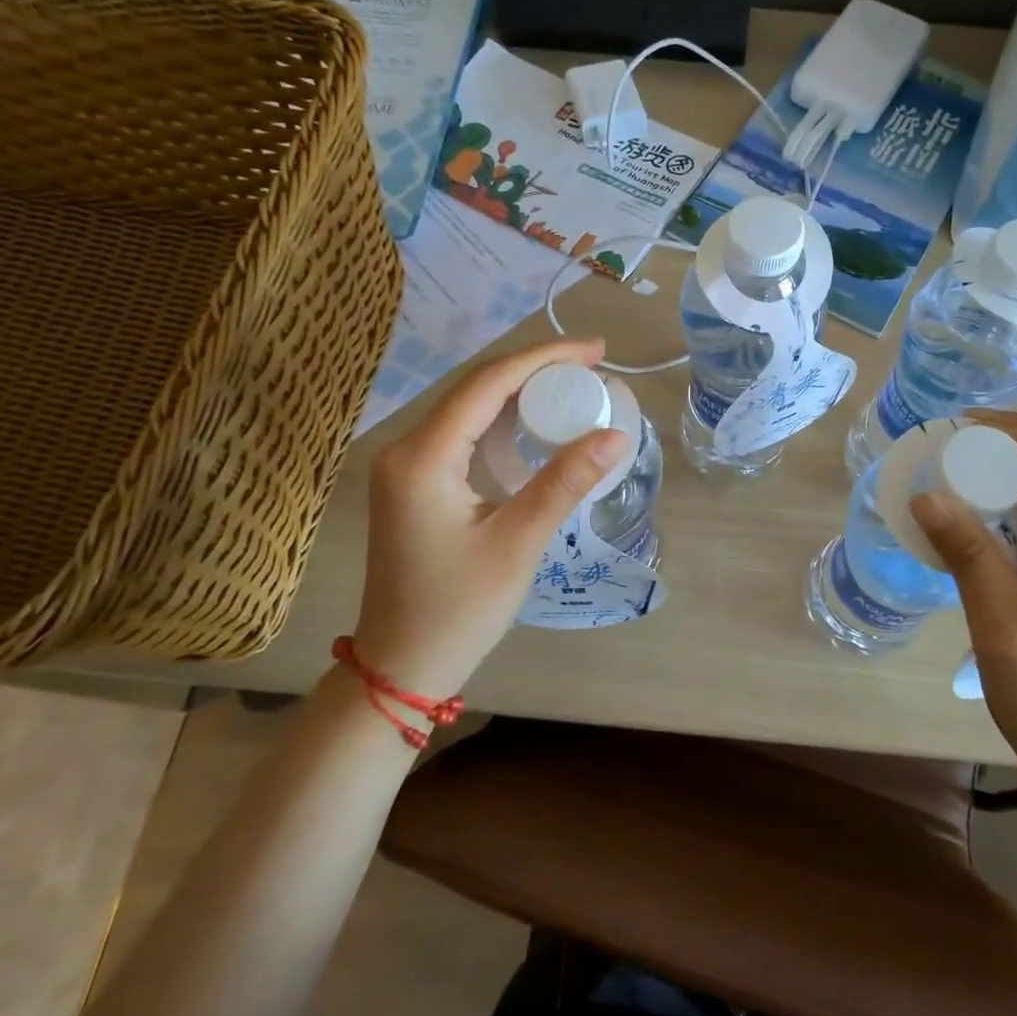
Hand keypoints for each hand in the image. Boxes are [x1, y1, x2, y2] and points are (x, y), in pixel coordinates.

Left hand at [351, 339, 629, 695]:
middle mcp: (405, 449)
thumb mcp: (518, 543)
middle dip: (534, 369)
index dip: (544, 358)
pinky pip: (461, 433)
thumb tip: (616, 435)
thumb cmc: (458, 610)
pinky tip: (534, 423)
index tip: (595, 350)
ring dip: (519, 392)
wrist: (400, 666)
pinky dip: (501, 421)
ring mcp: (404, 466)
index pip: (488, 383)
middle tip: (592, 365)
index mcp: (422, 457)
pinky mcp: (413, 483)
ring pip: (468, 408)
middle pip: (475, 387)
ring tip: (573, 385)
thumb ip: (564, 482)